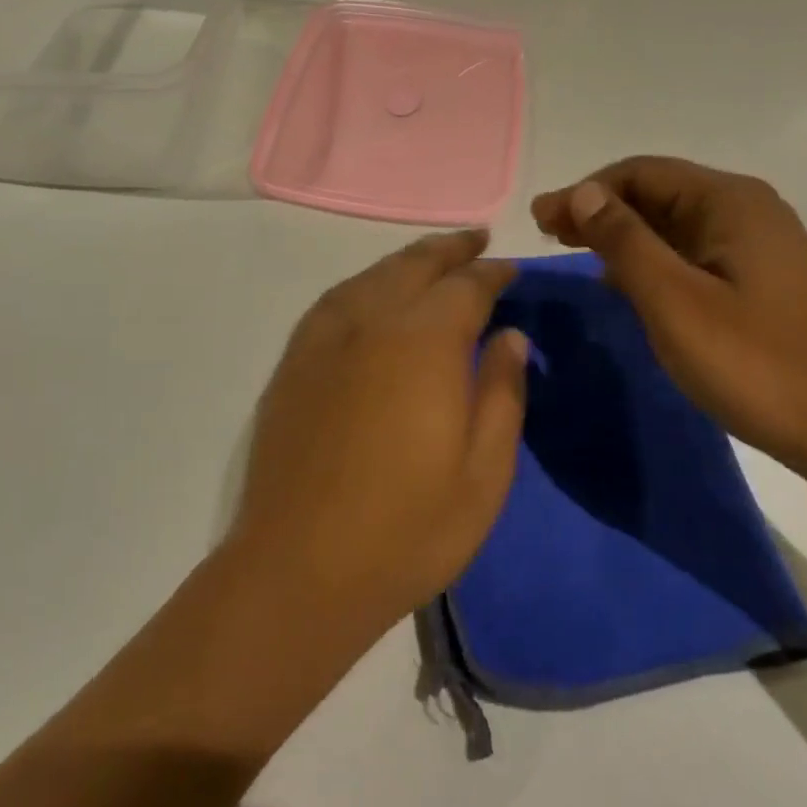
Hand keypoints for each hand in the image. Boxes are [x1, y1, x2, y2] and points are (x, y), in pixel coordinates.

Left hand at [227, 231, 527, 637]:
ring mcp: (325, 337)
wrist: (298, 568)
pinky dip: (365, 282)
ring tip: (432, 258)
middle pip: (415, 265)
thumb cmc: (407, 529)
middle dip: (450, 250)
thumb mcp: (484, 473)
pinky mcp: (294, 360)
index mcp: (424, 342)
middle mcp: (371, 321)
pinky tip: (372, 292)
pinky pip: (336, 299)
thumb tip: (511, 335)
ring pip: (372, 275)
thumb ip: (501, 393)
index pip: (466, 286)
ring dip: (407, 260)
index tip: (511, 270)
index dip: (493, 273)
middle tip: (476, 239)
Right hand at [532, 157, 806, 479]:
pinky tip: (624, 281)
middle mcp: (747, 210)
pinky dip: (650, 258)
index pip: (641, 173)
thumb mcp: (675, 301)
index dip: (585, 192)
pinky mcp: (759, 278)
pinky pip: (691, 251)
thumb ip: (625, 241)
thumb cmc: (755, 364)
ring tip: (575, 251)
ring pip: (673, 224)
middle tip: (547, 233)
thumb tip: (585, 193)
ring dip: (622, 234)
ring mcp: (757, 245)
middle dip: (599, 209)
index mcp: (730, 202)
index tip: (541, 220)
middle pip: (657, 192)